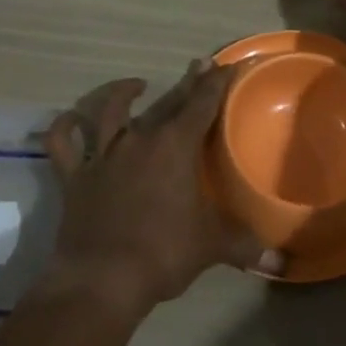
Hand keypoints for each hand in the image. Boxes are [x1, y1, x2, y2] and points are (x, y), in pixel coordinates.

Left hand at [38, 61, 284, 320]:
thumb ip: (245, 246)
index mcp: (175, 147)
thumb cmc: (163, 254)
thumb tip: (280, 261)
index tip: (227, 66)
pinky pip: (64, 144)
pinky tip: (70, 119)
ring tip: (135, 84)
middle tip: (199, 66)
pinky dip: (64, 127)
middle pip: (167, 103)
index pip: (203, 104)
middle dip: (187, 84)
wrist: (101, 279)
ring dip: (122, 93)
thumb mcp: (211, 247)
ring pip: (111, 111)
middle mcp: (140, 139)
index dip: (217, 83)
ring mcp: (104, 155)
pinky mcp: (75, 176)